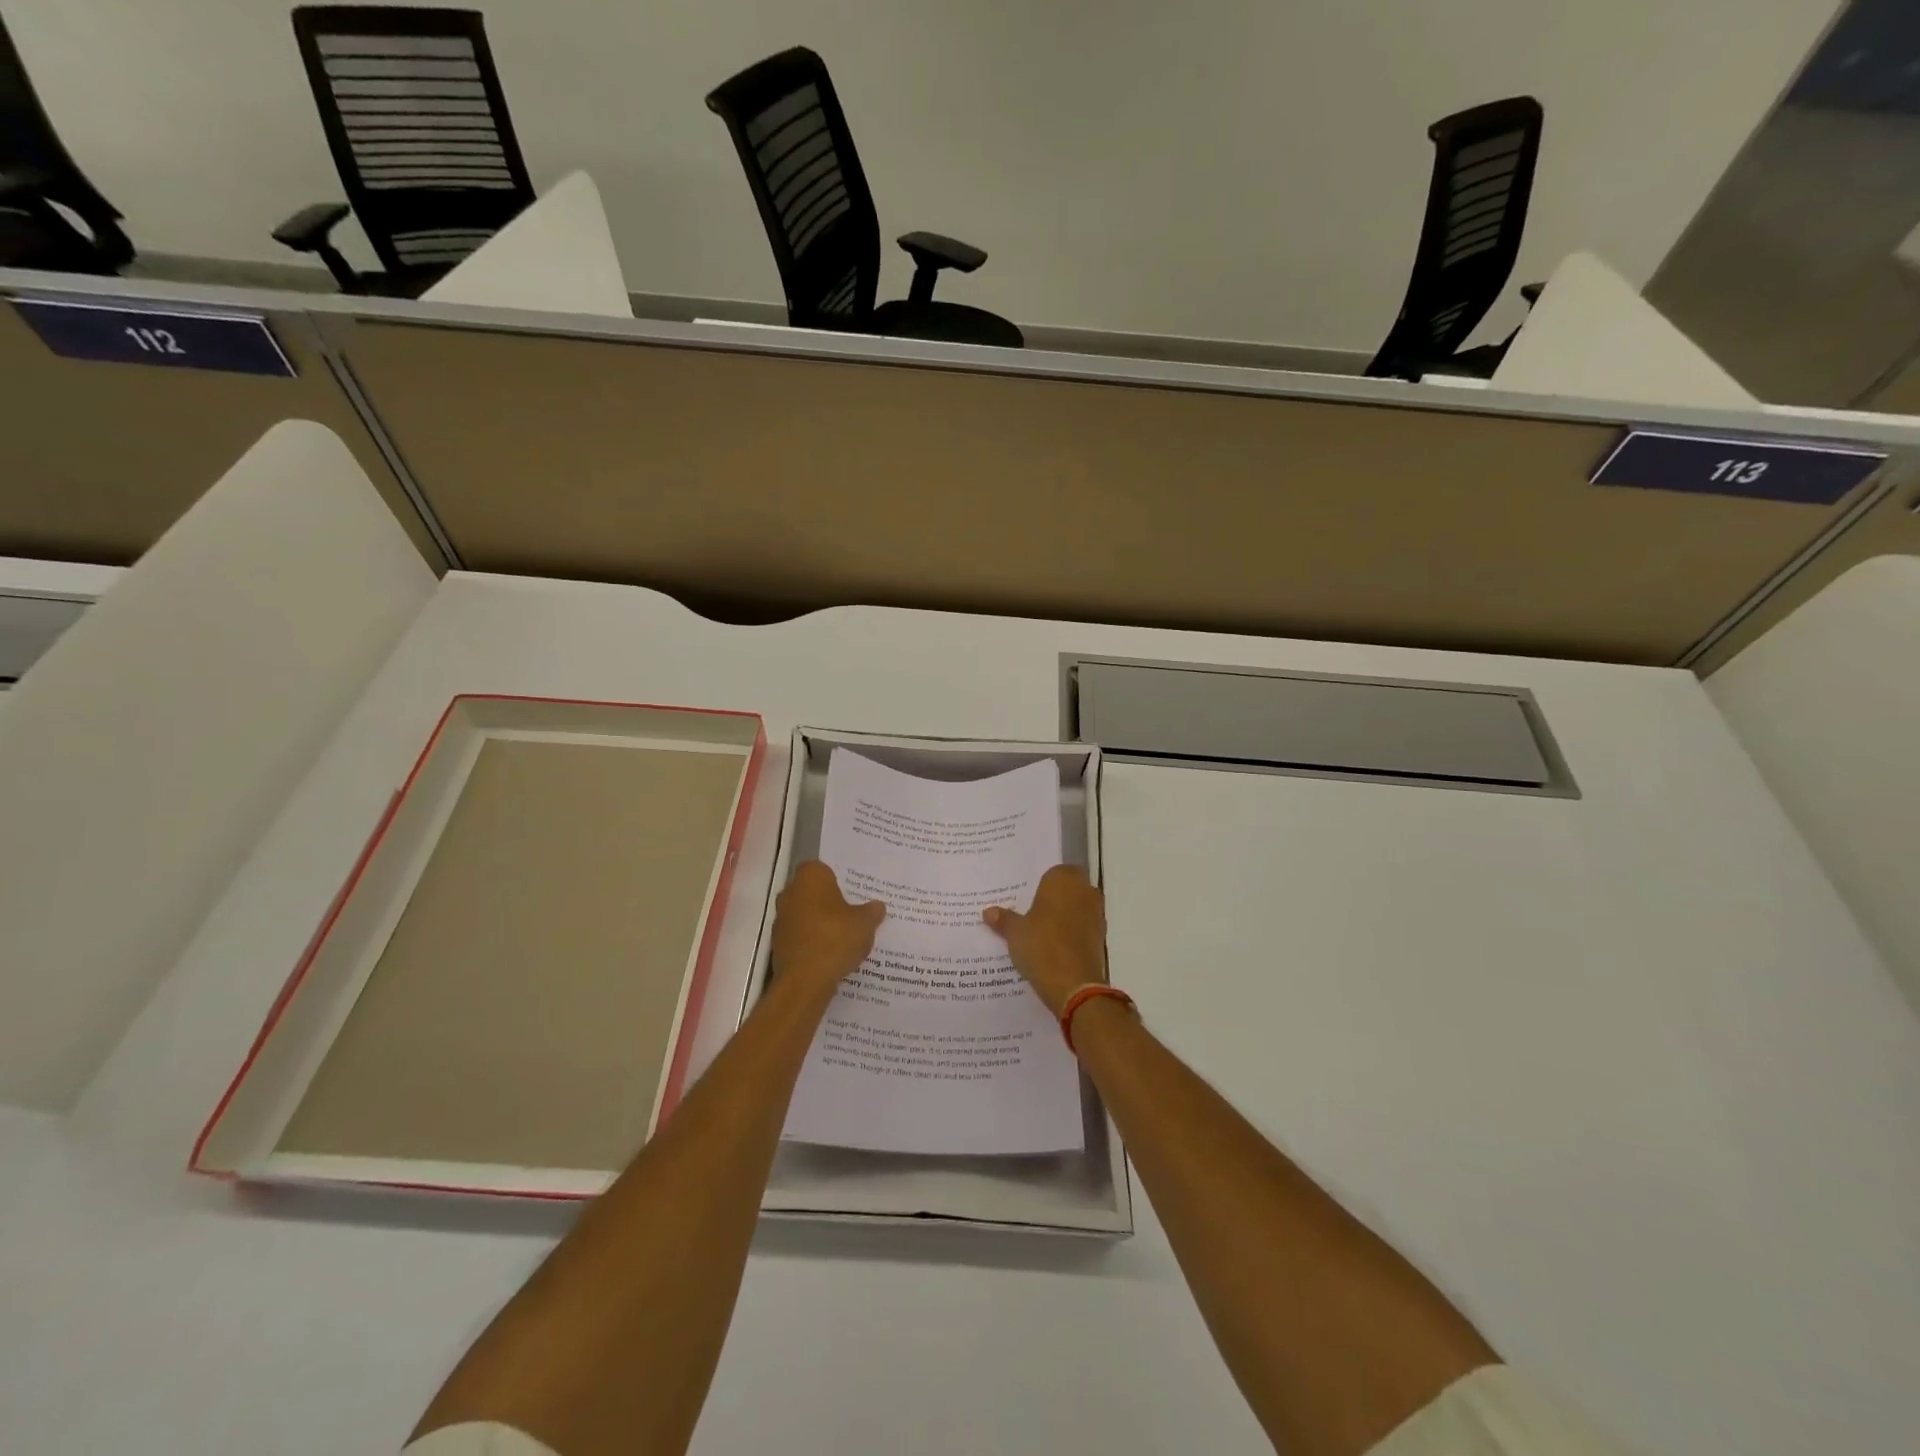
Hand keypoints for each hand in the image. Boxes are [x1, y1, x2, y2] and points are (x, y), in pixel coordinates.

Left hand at [771, 862, 884, 995]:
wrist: (805, 980)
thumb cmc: (836, 938)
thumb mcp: (866, 923)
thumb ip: (872, 911)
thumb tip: (877, 906)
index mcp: (810, 877)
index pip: (823, 869)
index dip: (838, 879)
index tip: (853, 892)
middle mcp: (790, 892)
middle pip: (813, 892)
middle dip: (829, 901)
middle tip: (853, 912)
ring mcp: (781, 919)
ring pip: (805, 914)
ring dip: (820, 922)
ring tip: (844, 936)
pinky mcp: (778, 944)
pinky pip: (800, 936)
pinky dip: (812, 942)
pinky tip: (831, 954)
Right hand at [984, 865, 1106, 1016]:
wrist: (1075, 986)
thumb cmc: (1042, 946)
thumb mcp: (1015, 933)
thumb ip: (1004, 919)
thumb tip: (988, 912)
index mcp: (1064, 880)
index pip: (1054, 872)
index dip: (1042, 884)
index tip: (1027, 896)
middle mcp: (1085, 891)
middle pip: (1069, 889)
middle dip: (1054, 899)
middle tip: (1031, 912)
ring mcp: (1096, 915)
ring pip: (1078, 908)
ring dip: (1065, 916)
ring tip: (1040, 932)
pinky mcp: (1101, 938)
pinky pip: (1083, 928)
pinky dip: (1072, 934)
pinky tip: (1054, 947)